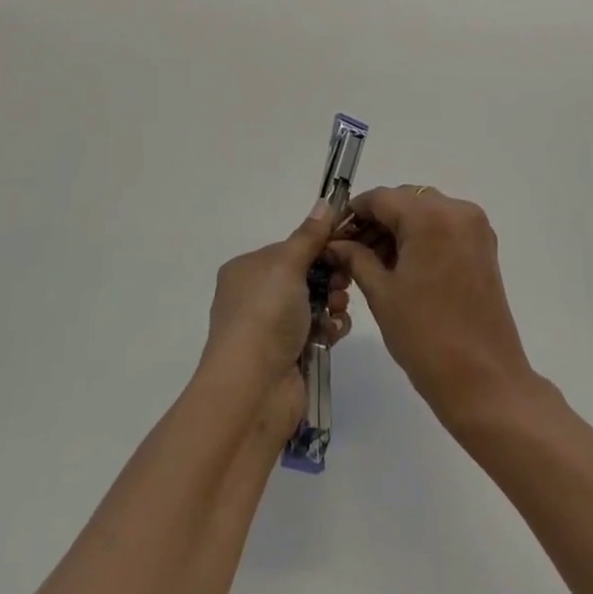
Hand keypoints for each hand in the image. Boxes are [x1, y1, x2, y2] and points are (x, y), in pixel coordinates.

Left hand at [201, 200, 352, 407]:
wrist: (253, 390)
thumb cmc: (265, 316)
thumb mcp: (286, 265)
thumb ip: (309, 236)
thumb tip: (324, 202)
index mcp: (247, 270)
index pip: (290, 249)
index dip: (318, 246)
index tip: (345, 245)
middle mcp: (256, 296)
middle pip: (305, 275)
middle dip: (330, 275)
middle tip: (344, 280)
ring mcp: (272, 328)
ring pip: (316, 303)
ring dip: (333, 302)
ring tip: (338, 309)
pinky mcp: (290, 354)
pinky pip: (319, 330)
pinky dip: (330, 328)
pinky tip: (335, 331)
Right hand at [327, 186, 538, 427]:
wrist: (484, 380)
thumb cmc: (425, 336)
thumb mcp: (381, 293)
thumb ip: (356, 258)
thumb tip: (335, 244)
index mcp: (430, 216)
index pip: (381, 198)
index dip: (352, 213)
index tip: (331, 235)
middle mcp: (457, 211)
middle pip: (405, 201)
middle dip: (375, 221)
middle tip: (348, 251)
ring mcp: (475, 228)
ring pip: (425, 213)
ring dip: (397, 229)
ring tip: (370, 262)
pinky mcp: (484, 247)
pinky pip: (444, 228)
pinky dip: (420, 238)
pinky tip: (399, 265)